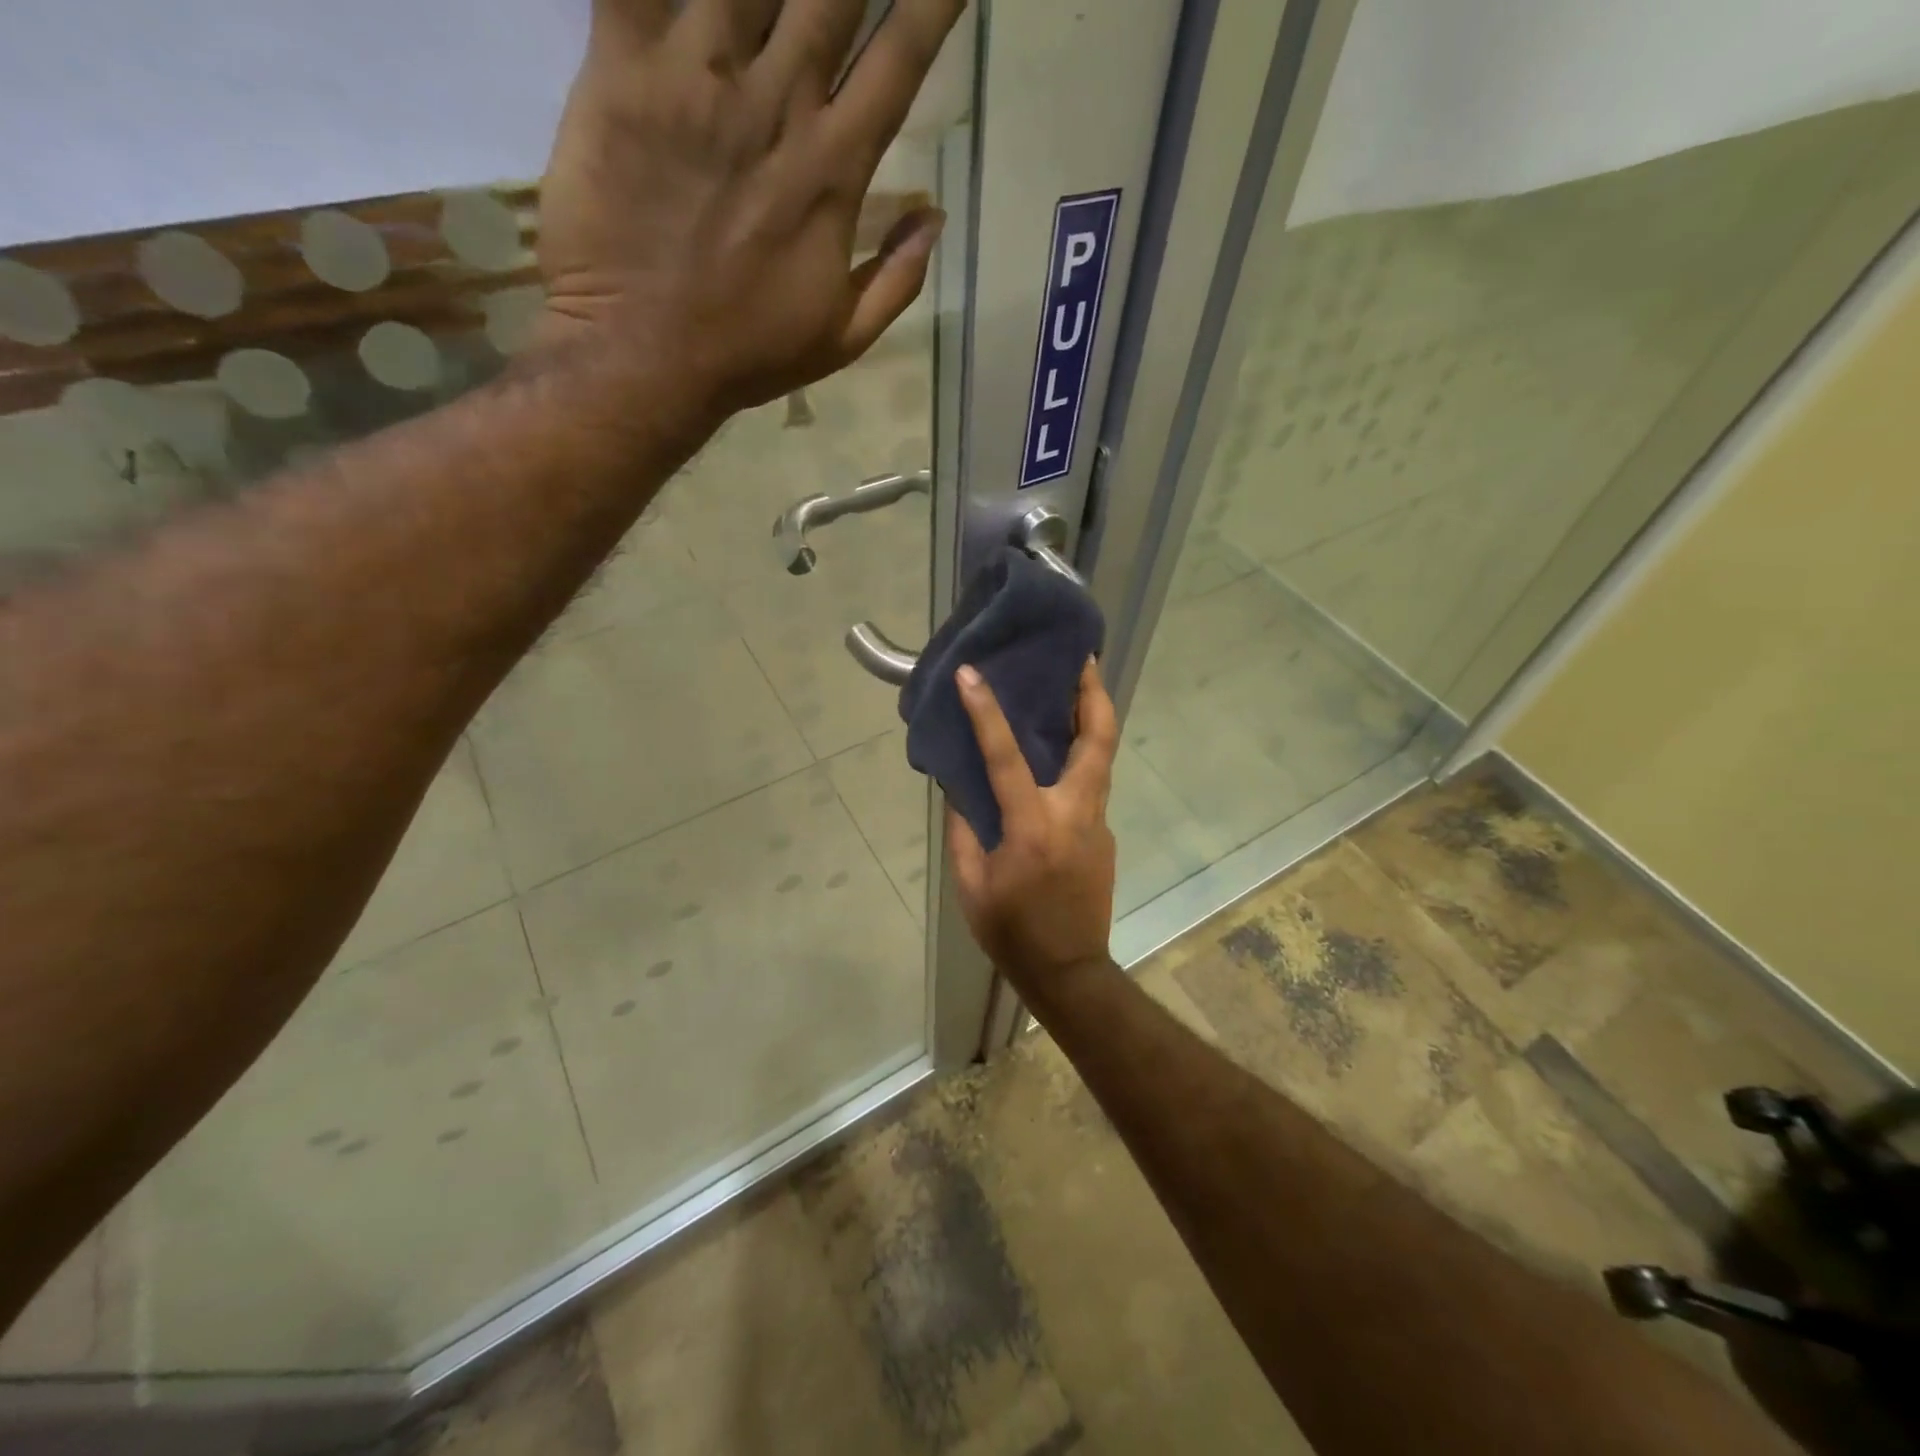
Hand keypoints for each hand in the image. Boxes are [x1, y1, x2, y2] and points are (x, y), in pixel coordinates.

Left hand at [537, 0, 962, 423]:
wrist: (641, 359)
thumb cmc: (747, 354)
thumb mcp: (843, 338)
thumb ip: (897, 278)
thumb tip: (935, 218)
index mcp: (833, 170)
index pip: (899, 59)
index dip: (932, 4)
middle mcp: (776, 104)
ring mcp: (696, 75)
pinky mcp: (621, 67)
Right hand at [947, 660, 1119, 991]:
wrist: (1069, 971)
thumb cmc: (1012, 931)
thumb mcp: (971, 884)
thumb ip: (962, 830)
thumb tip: (958, 786)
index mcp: (1033, 827)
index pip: (1007, 757)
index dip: (986, 712)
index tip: (972, 674)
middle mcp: (1075, 814)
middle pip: (1097, 741)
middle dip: (1093, 694)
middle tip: (1083, 659)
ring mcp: (1098, 824)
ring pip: (1102, 759)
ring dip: (1092, 720)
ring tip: (1076, 690)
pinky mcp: (1105, 836)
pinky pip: (1092, 786)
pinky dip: (1080, 760)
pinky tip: (1059, 759)